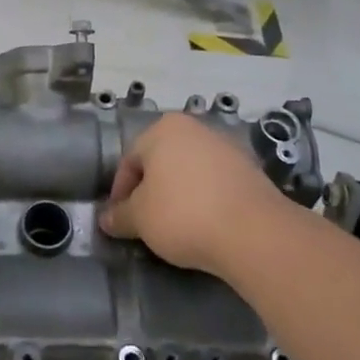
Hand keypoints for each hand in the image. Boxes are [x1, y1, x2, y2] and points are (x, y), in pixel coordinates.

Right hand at [98, 113, 284, 275]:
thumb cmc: (183, 214)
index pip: (129, 160)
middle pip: (161, 162)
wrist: (253, 231)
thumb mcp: (140, 219)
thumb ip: (119, 216)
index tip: (121, 221)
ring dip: (179, 195)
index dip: (120, 193)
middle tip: (146, 223)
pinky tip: (205, 225)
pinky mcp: (251, 170)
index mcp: (163, 129)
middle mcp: (195, 128)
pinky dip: (205, 200)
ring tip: (176, 228)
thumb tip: (106, 219)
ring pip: (189, 172)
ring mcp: (226, 147)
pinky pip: (216, 184)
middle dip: (150, 192)